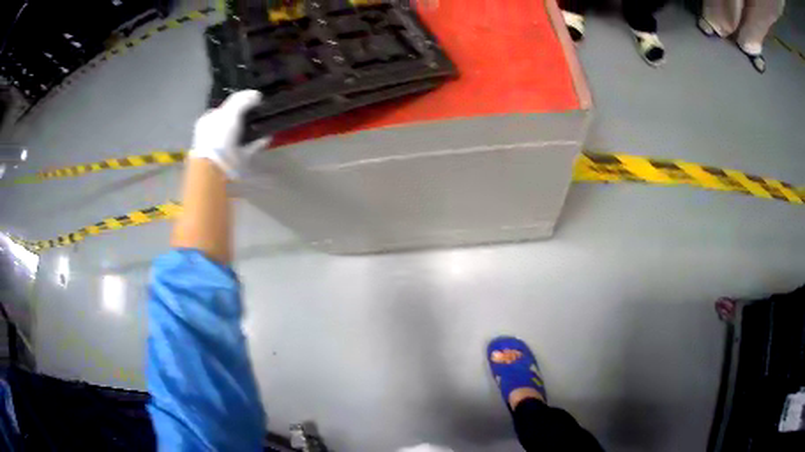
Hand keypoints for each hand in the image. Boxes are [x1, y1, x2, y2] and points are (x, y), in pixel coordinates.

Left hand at [189, 90, 268, 179]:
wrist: (215, 170)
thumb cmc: (218, 138)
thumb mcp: (229, 113)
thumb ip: (242, 101)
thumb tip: (256, 94)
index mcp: (208, 121)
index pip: (222, 107)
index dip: (237, 102)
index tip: (252, 100)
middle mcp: (213, 134)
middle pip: (231, 121)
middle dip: (244, 116)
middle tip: (259, 110)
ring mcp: (223, 148)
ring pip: (239, 135)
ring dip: (251, 129)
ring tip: (264, 122)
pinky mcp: (233, 161)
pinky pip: (248, 148)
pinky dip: (257, 142)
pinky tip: (267, 137)